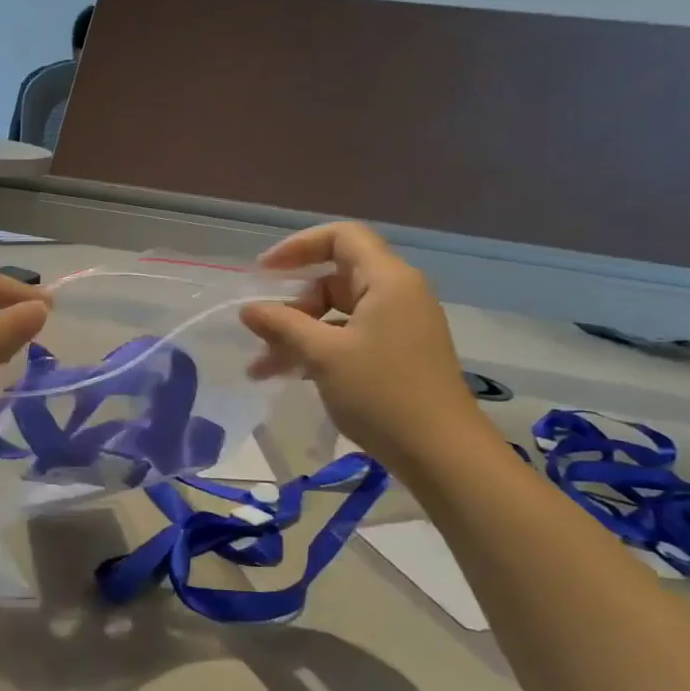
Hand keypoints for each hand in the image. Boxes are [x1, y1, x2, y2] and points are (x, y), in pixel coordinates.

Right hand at [239, 222, 483, 468]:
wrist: (441, 453)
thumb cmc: (381, 393)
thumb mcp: (323, 355)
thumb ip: (282, 325)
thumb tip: (248, 309)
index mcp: (387, 280)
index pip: (341, 237)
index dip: (298, 246)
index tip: (263, 272)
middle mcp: (398, 294)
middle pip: (335, 278)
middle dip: (292, 305)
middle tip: (262, 334)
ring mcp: (400, 325)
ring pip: (338, 313)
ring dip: (298, 334)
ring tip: (263, 369)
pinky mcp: (399, 353)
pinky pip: (350, 336)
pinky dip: (319, 349)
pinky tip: (292, 375)